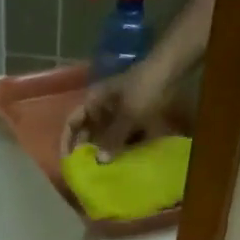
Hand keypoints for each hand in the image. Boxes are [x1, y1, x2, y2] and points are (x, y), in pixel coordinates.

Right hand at [62, 60, 178, 161]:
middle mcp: (101, 106)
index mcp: (92, 102)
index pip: (72, 123)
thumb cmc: (143, 89)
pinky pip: (122, 132)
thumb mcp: (127, 115)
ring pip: (105, 133)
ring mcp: (117, 109)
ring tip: (105, 169)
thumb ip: (113, 138)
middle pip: (88, 131)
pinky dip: (122, 144)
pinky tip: (124, 159)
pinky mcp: (133, 114)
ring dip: (105, 149)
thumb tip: (100, 161)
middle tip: (89, 170)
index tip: (68, 161)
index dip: (67, 141)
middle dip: (88, 149)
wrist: (172, 69)